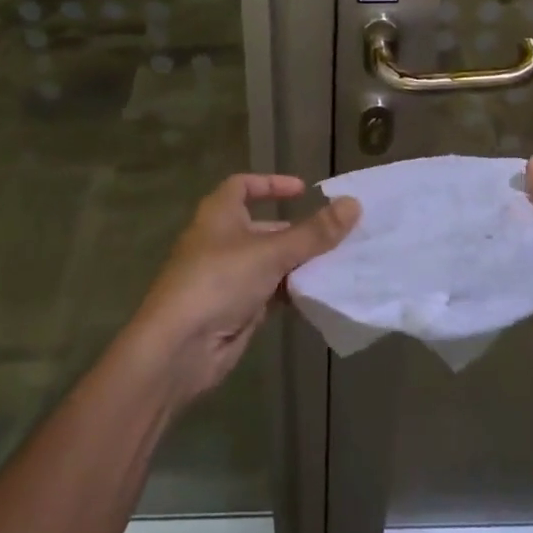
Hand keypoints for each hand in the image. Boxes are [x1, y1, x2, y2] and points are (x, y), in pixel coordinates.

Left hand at [130, 174, 360, 404]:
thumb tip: (353, 204)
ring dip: (299, 263)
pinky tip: (320, 295)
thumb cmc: (219, 281)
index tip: (304, 190)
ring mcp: (228, 276)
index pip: (244, 186)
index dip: (272, 184)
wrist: (179, 348)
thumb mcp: (270, 252)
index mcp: (220, 214)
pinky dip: (292, 292)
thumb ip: (314, 233)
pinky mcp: (235, 309)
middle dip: (297, 231)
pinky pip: (270, 292)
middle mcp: (222, 240)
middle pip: (264, 228)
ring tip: (338, 264)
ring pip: (270, 262)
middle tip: (336, 235)